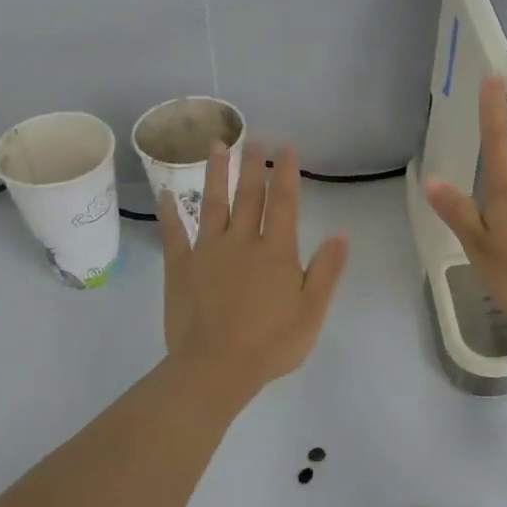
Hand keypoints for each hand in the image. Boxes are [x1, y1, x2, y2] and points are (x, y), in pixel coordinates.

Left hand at [159, 141, 349, 404]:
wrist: (216, 368)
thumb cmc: (271, 343)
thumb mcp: (312, 311)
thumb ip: (327, 270)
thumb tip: (341, 233)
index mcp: (276, 251)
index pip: (284, 202)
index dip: (287, 172)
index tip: (287, 146)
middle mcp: (242, 241)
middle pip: (249, 195)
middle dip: (253, 164)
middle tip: (255, 137)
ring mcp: (207, 252)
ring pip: (212, 204)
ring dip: (215, 173)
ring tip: (216, 145)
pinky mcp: (180, 268)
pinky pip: (173, 235)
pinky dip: (170, 214)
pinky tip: (165, 195)